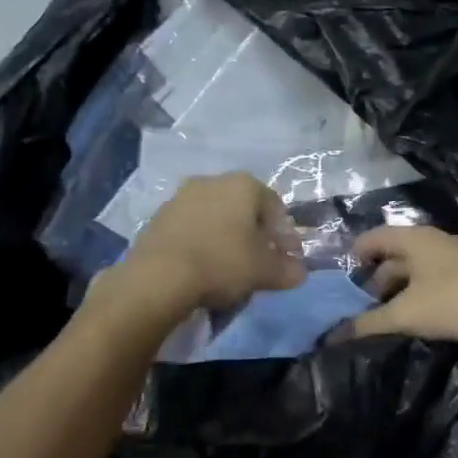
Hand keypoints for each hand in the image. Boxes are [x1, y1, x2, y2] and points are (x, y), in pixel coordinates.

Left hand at [97, 173, 305, 319]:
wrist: (158, 276)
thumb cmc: (223, 263)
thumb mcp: (265, 271)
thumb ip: (287, 270)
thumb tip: (299, 272)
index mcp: (244, 185)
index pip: (275, 207)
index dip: (286, 235)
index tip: (288, 258)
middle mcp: (212, 180)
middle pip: (244, 208)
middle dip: (256, 233)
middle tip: (261, 261)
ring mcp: (181, 196)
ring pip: (216, 216)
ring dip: (228, 236)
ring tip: (231, 266)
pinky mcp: (158, 217)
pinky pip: (192, 227)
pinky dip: (203, 241)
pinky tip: (204, 265)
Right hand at [343, 226, 457, 344]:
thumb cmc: (454, 299)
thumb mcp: (406, 313)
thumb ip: (368, 323)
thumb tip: (332, 335)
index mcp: (412, 239)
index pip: (371, 238)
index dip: (352, 257)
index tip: (339, 284)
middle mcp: (431, 242)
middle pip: (392, 257)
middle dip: (373, 282)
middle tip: (358, 311)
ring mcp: (453, 259)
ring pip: (414, 272)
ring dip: (397, 293)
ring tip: (383, 320)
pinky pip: (433, 284)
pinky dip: (419, 298)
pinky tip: (415, 321)